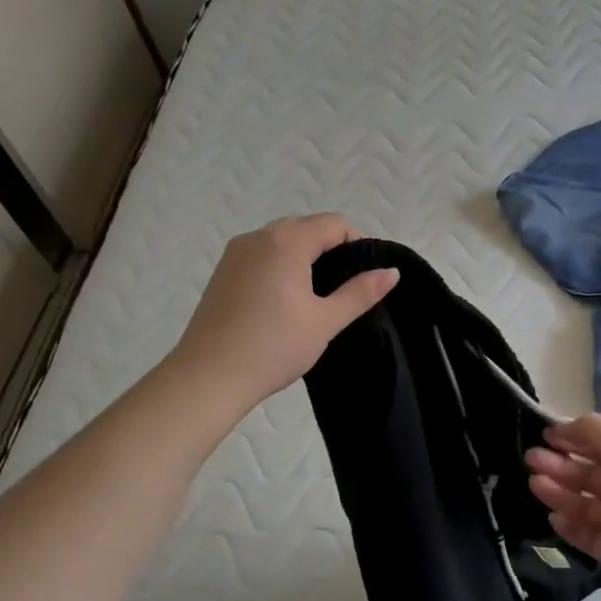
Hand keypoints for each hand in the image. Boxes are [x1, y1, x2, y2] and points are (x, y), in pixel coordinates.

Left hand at [170, 214, 398, 411]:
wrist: (209, 377)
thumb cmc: (274, 346)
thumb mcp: (325, 321)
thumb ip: (360, 292)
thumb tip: (392, 271)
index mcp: (286, 241)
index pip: (334, 223)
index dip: (355, 245)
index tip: (360, 280)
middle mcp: (258, 236)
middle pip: (306, 227)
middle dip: (329, 250)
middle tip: (339, 291)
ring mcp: (235, 253)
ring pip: (280, 241)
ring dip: (303, 258)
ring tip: (312, 299)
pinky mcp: (221, 273)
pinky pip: (260, 256)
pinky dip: (278, 267)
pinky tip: (281, 304)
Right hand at [525, 415, 600, 588]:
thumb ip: (591, 430)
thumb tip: (561, 428)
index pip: (598, 447)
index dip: (573, 440)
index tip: (546, 437)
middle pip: (586, 476)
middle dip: (558, 466)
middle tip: (531, 459)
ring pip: (582, 505)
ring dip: (558, 493)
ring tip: (535, 484)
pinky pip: (587, 537)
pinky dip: (569, 527)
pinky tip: (553, 516)